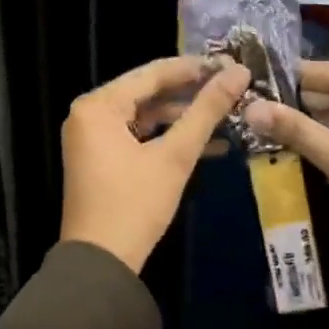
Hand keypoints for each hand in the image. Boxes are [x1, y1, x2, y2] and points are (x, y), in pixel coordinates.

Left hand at [61, 56, 250, 273]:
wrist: (100, 264)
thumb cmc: (134, 204)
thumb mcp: (175, 156)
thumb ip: (206, 111)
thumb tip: (239, 72)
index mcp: (98, 105)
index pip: (152, 73)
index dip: (195, 68)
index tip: (232, 63)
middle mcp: (89, 114)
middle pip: (148, 93)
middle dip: (192, 94)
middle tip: (233, 87)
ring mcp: (93, 138)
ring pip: (146, 116)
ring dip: (185, 119)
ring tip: (229, 116)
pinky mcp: (101, 159)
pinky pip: (138, 137)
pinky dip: (168, 140)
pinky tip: (211, 146)